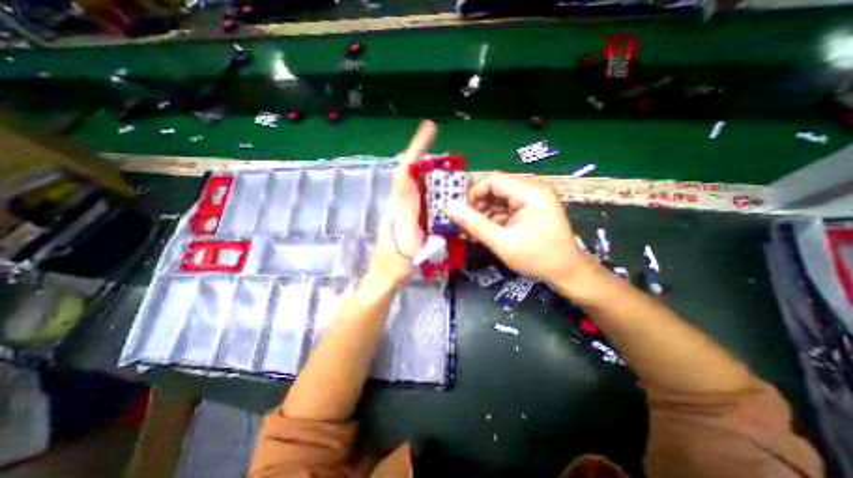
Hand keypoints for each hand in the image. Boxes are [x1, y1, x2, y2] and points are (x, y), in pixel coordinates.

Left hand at [367, 122, 435, 288]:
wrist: (385, 275)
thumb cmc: (397, 262)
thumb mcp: (410, 243)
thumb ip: (413, 218)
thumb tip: (421, 197)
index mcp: (400, 206)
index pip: (406, 172)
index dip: (416, 149)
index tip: (428, 130)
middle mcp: (398, 202)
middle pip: (407, 171)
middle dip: (419, 151)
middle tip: (433, 137)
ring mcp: (400, 209)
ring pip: (410, 181)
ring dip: (422, 165)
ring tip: (439, 158)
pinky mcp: (404, 216)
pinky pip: (414, 193)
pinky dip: (424, 182)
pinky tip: (435, 185)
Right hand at [448, 173, 594, 285]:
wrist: (567, 273)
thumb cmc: (537, 258)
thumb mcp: (502, 242)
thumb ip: (475, 224)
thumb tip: (450, 207)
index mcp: (530, 193)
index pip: (493, 181)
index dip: (473, 194)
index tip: (460, 212)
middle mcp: (532, 191)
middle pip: (495, 191)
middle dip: (476, 208)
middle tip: (462, 225)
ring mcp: (531, 202)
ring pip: (498, 202)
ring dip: (482, 216)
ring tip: (467, 233)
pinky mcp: (529, 212)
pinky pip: (505, 212)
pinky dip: (492, 222)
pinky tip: (480, 234)